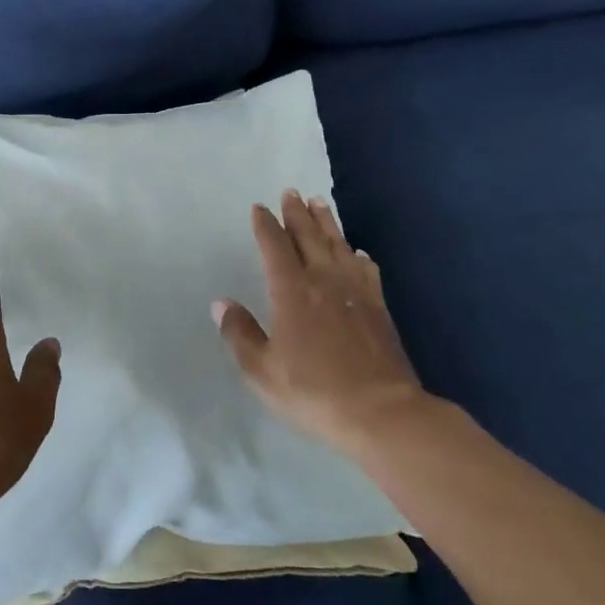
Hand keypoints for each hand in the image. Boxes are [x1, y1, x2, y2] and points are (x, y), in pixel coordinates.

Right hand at [213, 191, 427, 461]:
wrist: (382, 413)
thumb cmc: (314, 392)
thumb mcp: (262, 371)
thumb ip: (240, 334)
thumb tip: (221, 304)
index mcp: (291, 291)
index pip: (275, 247)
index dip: (265, 226)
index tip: (259, 208)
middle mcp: (324, 281)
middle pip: (309, 237)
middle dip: (297, 213)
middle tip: (291, 192)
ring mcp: (356, 292)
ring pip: (338, 245)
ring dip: (327, 223)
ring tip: (319, 204)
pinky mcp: (378, 308)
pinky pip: (366, 270)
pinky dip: (357, 255)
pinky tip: (356, 253)